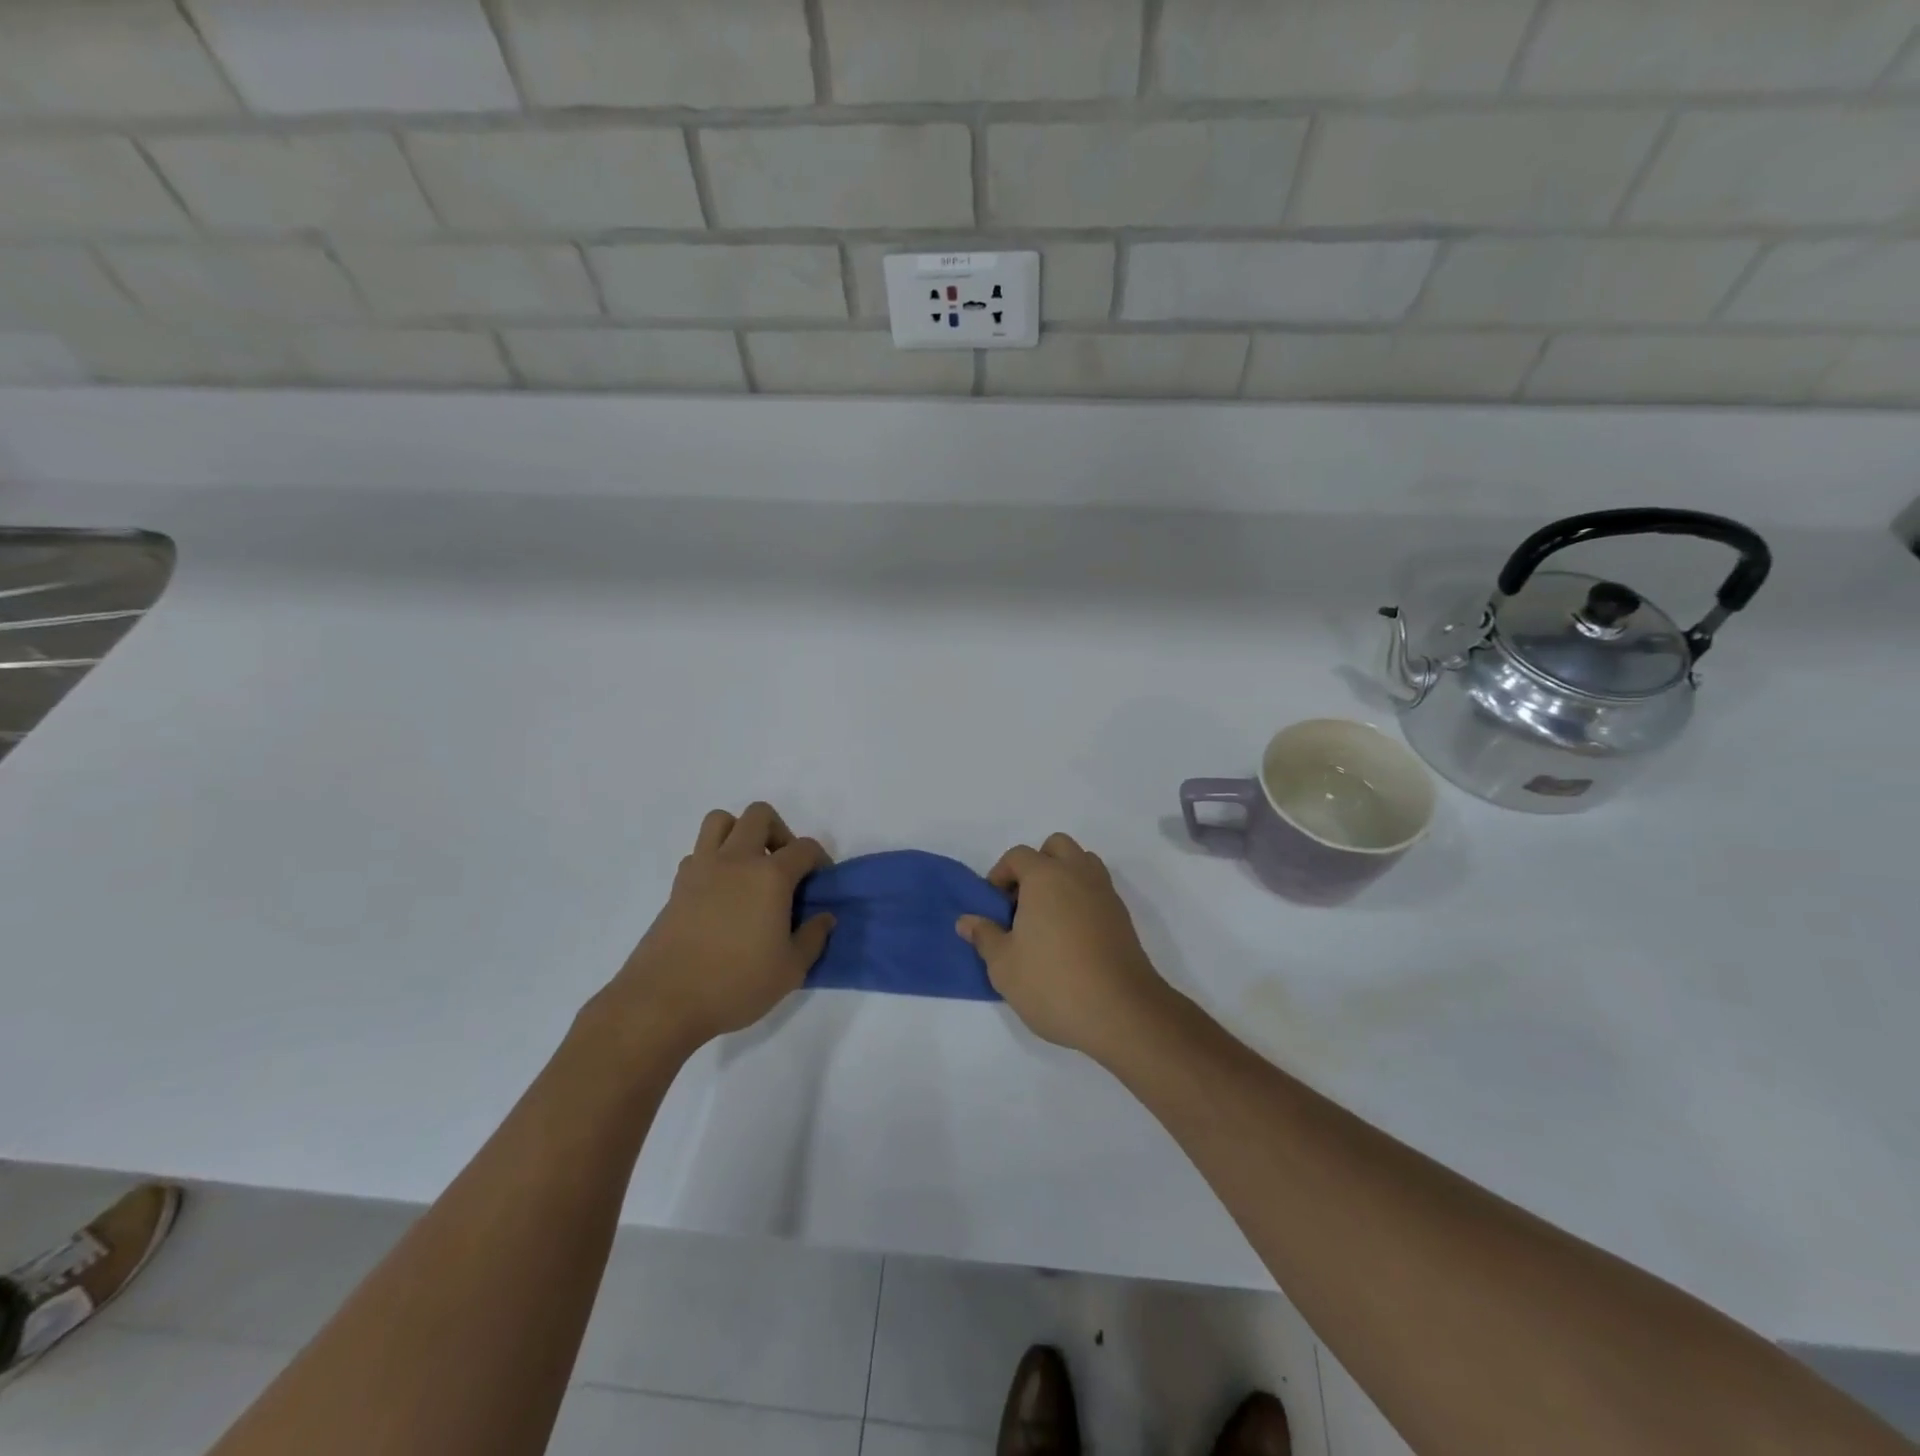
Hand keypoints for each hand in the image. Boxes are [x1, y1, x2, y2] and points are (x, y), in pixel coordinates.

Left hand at [594, 802, 833, 1053]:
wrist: (663, 1001)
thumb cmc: (736, 984)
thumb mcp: (790, 970)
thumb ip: (813, 938)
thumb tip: (824, 917)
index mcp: (770, 876)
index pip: (804, 847)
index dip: (819, 859)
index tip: (820, 882)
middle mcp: (736, 860)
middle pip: (759, 815)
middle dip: (779, 832)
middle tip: (784, 866)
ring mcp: (701, 869)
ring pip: (721, 820)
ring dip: (740, 833)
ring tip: (749, 868)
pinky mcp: (677, 885)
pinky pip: (698, 852)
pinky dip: (713, 859)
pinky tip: (721, 893)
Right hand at [956, 833, 1168, 1061]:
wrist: (1121, 1012)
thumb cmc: (1053, 983)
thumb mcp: (1004, 966)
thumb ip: (984, 936)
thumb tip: (967, 921)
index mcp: (1046, 876)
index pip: (1018, 856)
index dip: (1000, 875)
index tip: (994, 907)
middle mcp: (1078, 874)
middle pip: (1056, 847)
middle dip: (1037, 865)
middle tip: (1023, 902)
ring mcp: (1105, 893)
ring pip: (1082, 863)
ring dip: (1063, 877)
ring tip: (1048, 917)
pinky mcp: (1122, 916)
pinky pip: (1097, 889)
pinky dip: (1082, 898)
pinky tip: (1071, 936)